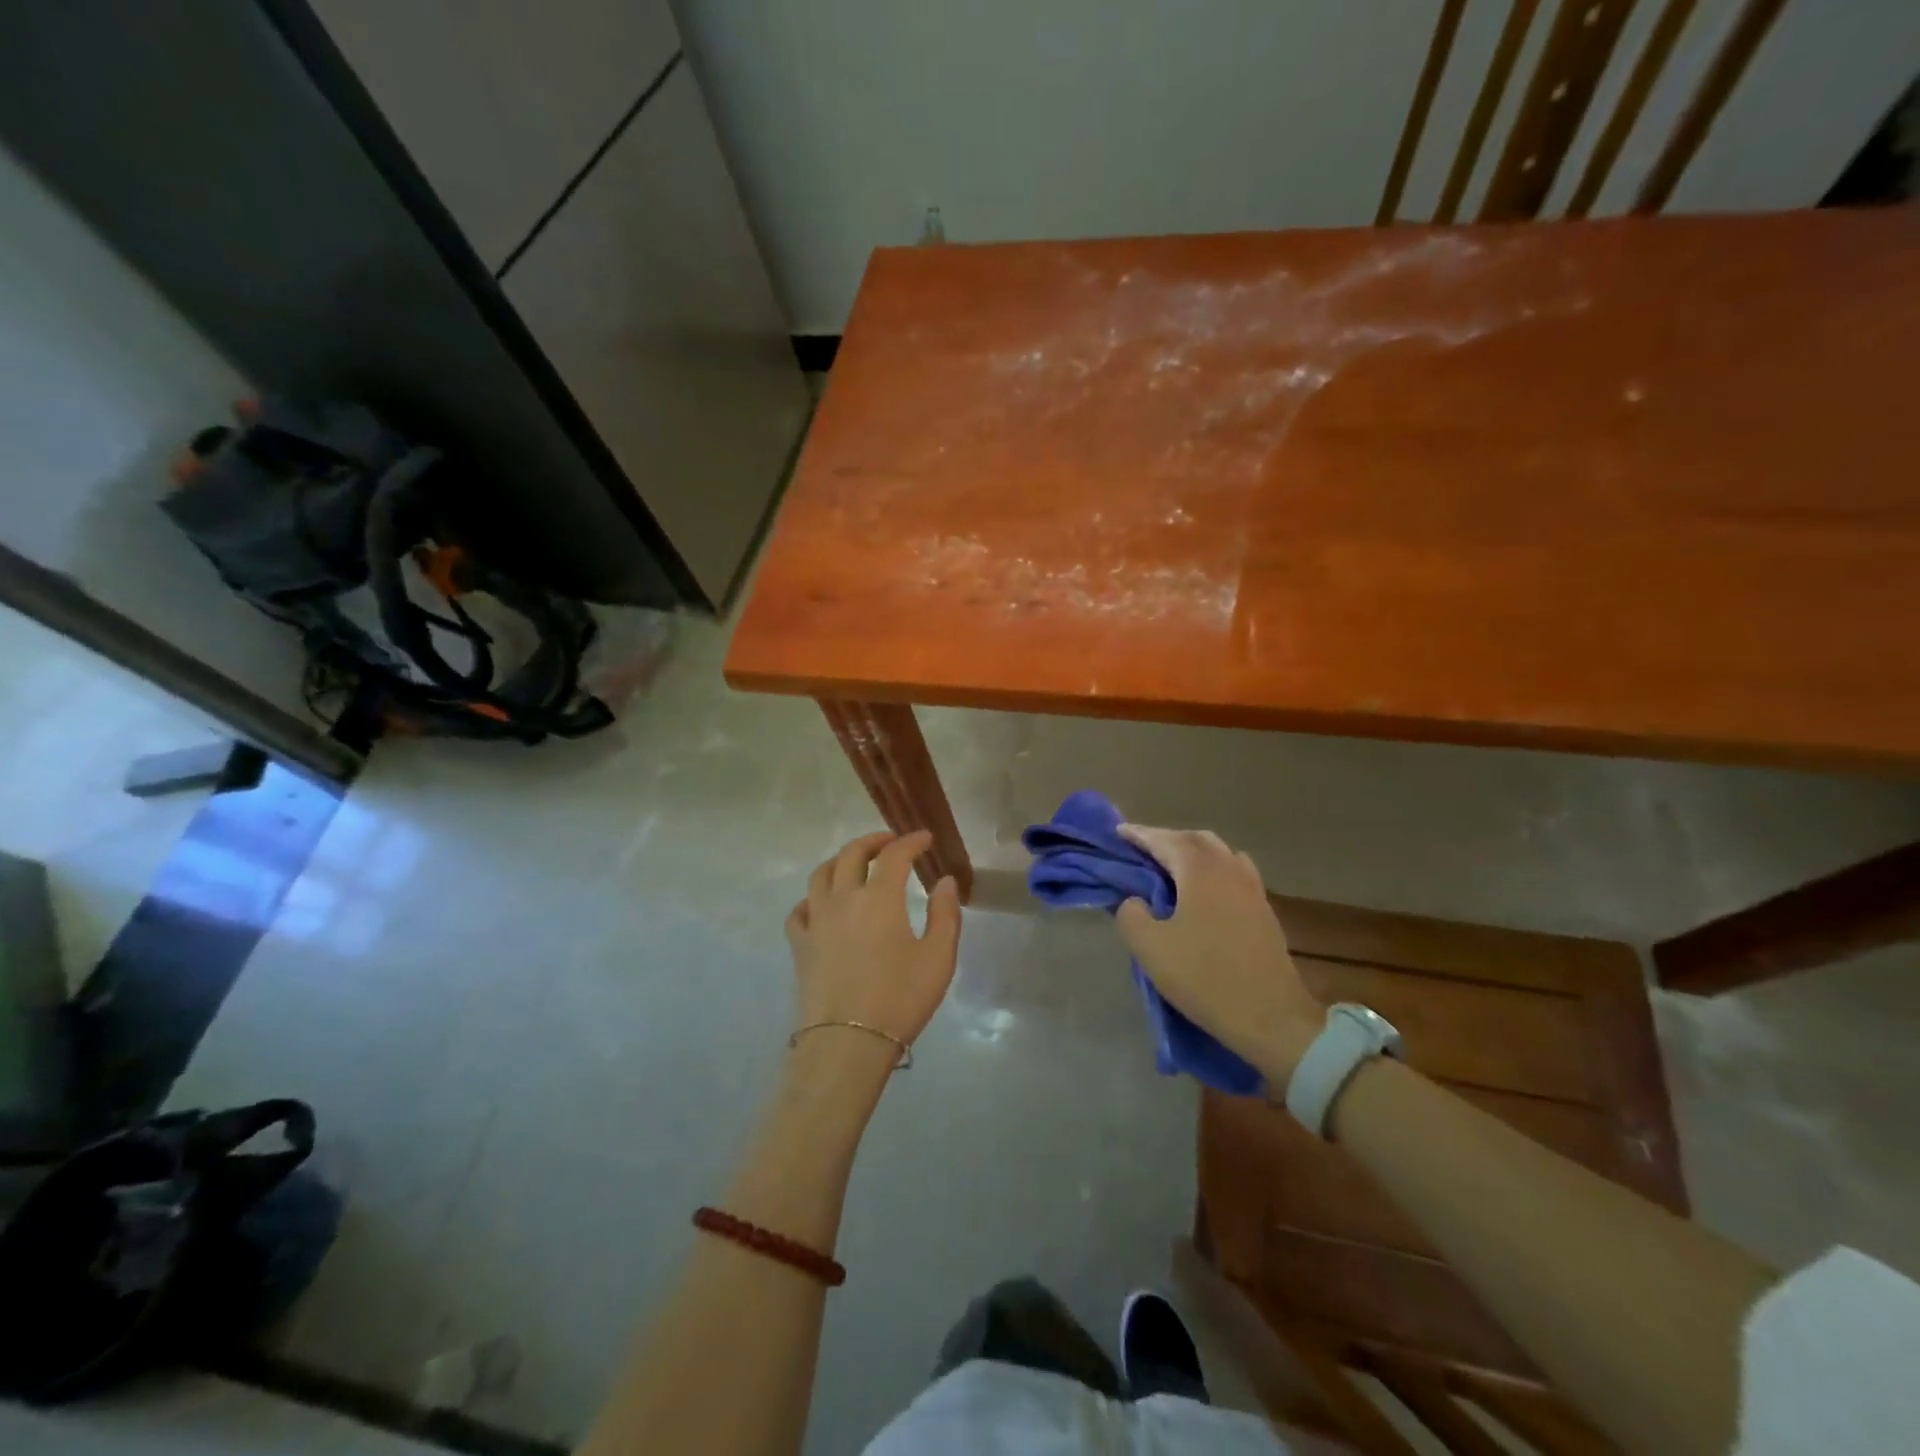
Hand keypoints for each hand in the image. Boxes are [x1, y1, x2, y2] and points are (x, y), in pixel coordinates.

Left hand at [785, 831, 962, 1073]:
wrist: (846, 1044)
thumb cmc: (900, 999)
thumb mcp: (938, 958)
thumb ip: (945, 914)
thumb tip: (945, 881)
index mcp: (879, 897)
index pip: (894, 854)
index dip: (911, 841)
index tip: (925, 838)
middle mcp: (843, 899)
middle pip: (851, 854)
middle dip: (873, 841)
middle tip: (890, 843)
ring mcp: (816, 921)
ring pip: (820, 874)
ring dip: (840, 861)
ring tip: (854, 865)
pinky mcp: (800, 945)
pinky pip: (799, 910)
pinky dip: (812, 899)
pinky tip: (822, 906)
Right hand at [1115, 825, 1324, 1085]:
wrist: (1270, 1016)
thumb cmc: (1204, 977)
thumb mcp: (1150, 948)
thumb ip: (1131, 914)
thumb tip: (1134, 901)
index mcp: (1200, 871)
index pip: (1164, 841)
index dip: (1139, 834)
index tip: (1118, 832)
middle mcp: (1228, 869)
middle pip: (1194, 840)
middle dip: (1166, 839)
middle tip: (1142, 849)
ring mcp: (1251, 888)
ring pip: (1219, 853)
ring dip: (1193, 852)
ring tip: (1172, 866)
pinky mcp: (1263, 910)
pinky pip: (1235, 872)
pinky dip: (1214, 869)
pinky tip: (1205, 889)